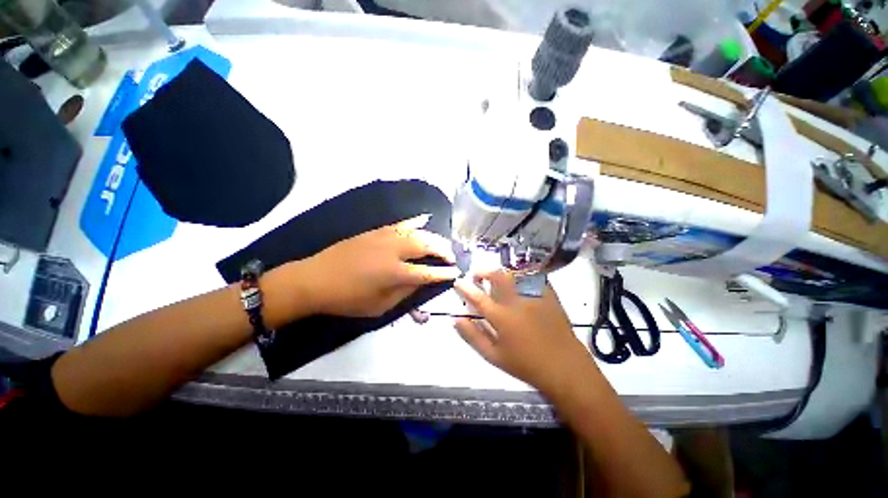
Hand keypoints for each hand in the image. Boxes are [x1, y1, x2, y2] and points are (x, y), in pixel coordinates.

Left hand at [298, 215, 460, 316]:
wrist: (315, 279)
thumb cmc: (348, 299)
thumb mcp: (379, 306)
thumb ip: (404, 293)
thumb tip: (422, 281)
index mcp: (395, 273)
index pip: (428, 272)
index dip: (445, 273)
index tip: (456, 272)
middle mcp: (394, 251)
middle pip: (427, 245)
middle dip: (444, 250)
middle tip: (452, 256)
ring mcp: (385, 237)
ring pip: (417, 232)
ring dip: (434, 237)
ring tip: (443, 244)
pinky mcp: (376, 231)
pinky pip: (401, 223)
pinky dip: (415, 221)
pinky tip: (425, 219)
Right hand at [453, 270, 591, 396]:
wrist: (564, 367)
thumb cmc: (526, 364)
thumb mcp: (493, 356)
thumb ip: (473, 336)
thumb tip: (455, 319)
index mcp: (502, 318)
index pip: (477, 297)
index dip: (464, 288)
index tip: (457, 282)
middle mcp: (517, 302)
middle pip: (497, 276)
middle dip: (483, 271)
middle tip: (477, 275)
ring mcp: (534, 296)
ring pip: (514, 273)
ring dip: (500, 271)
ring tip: (495, 275)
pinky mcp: (549, 294)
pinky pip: (532, 276)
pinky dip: (520, 274)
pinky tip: (517, 279)